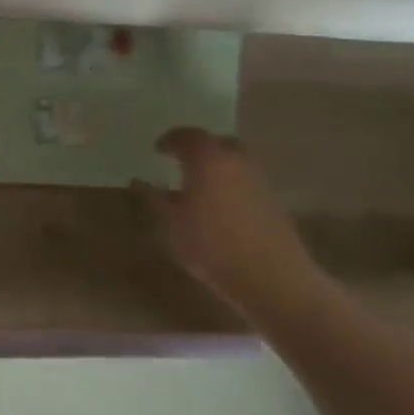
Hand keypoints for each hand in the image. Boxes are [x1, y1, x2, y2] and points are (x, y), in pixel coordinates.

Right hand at [135, 129, 320, 306]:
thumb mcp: (173, 224)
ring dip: (218, 167)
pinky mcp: (274, 202)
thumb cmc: (212, 246)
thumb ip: (156, 199)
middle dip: (200, 148)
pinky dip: (232, 184)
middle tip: (182, 161)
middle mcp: (237, 162)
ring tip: (200, 186)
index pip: (188, 136)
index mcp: (209, 160)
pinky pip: (247, 182)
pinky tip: (220, 207)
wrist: (273, 279)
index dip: (171, 140)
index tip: (158, 149)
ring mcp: (260, 181)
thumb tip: (139, 181)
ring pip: (236, 161)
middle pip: (219, 142)